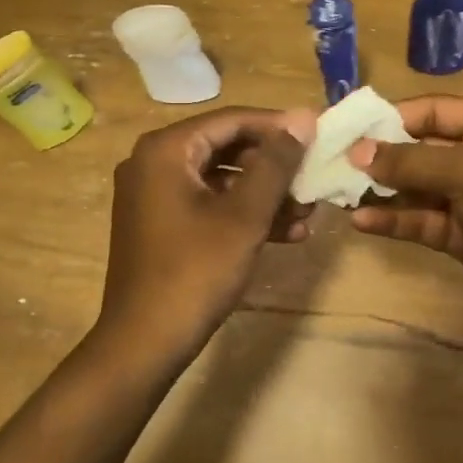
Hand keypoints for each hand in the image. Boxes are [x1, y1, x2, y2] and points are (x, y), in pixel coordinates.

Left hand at [94, 106, 315, 365]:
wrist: (143, 344)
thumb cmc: (195, 272)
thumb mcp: (244, 215)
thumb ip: (275, 163)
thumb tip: (302, 119)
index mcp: (166, 150)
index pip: (232, 120)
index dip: (278, 126)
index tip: (318, 134)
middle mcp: (154, 163)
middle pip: (227, 148)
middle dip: (275, 166)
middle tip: (315, 177)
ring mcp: (155, 195)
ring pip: (222, 179)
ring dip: (266, 194)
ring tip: (308, 213)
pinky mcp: (162, 224)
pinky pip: (209, 204)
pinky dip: (244, 214)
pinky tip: (286, 233)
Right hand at [350, 96, 462, 348]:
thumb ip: (411, 161)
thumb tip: (358, 151)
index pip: (433, 111)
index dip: (391, 118)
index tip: (349, 128)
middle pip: (420, 148)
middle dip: (380, 156)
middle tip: (335, 162)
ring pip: (416, 187)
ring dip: (381, 190)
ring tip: (339, 192)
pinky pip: (421, 220)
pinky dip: (394, 220)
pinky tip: (361, 222)